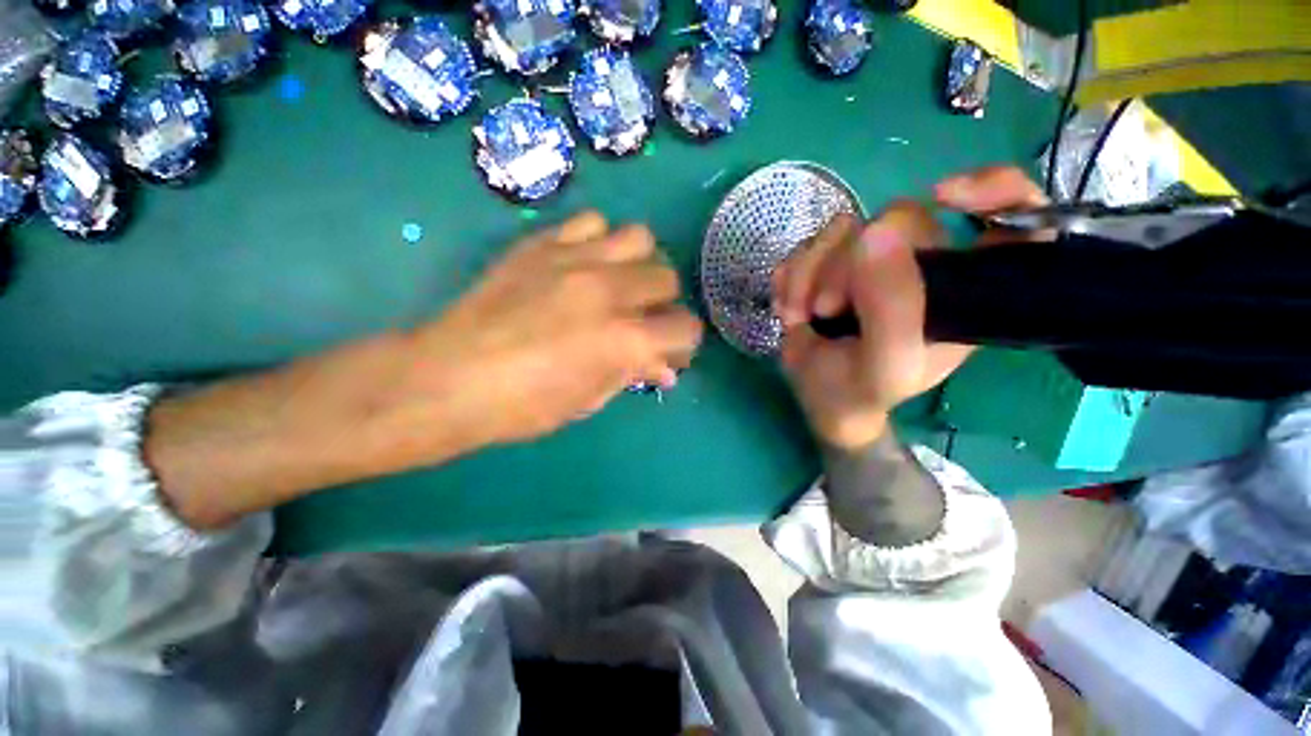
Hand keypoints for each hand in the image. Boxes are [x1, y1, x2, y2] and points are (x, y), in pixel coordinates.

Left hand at [399, 212, 702, 448]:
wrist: (451, 378)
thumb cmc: (525, 405)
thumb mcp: (590, 399)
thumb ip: (633, 373)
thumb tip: (664, 367)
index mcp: (626, 340)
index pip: (686, 327)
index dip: (682, 342)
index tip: (666, 351)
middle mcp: (611, 292)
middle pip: (667, 278)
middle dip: (662, 303)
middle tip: (640, 318)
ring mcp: (576, 260)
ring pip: (639, 238)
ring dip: (637, 264)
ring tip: (617, 283)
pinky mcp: (543, 243)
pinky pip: (591, 222)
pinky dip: (599, 241)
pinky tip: (583, 264)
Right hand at [772, 166, 1044, 449]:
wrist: (818, 396)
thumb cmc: (863, 390)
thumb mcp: (888, 366)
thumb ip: (893, 310)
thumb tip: (874, 234)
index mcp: (961, 290)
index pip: (1016, 220)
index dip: (997, 190)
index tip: (946, 196)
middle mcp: (923, 264)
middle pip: (897, 219)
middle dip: (845, 267)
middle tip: (826, 310)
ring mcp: (871, 260)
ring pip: (842, 230)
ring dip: (808, 277)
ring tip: (801, 318)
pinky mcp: (830, 261)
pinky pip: (807, 246)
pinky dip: (790, 278)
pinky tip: (791, 310)